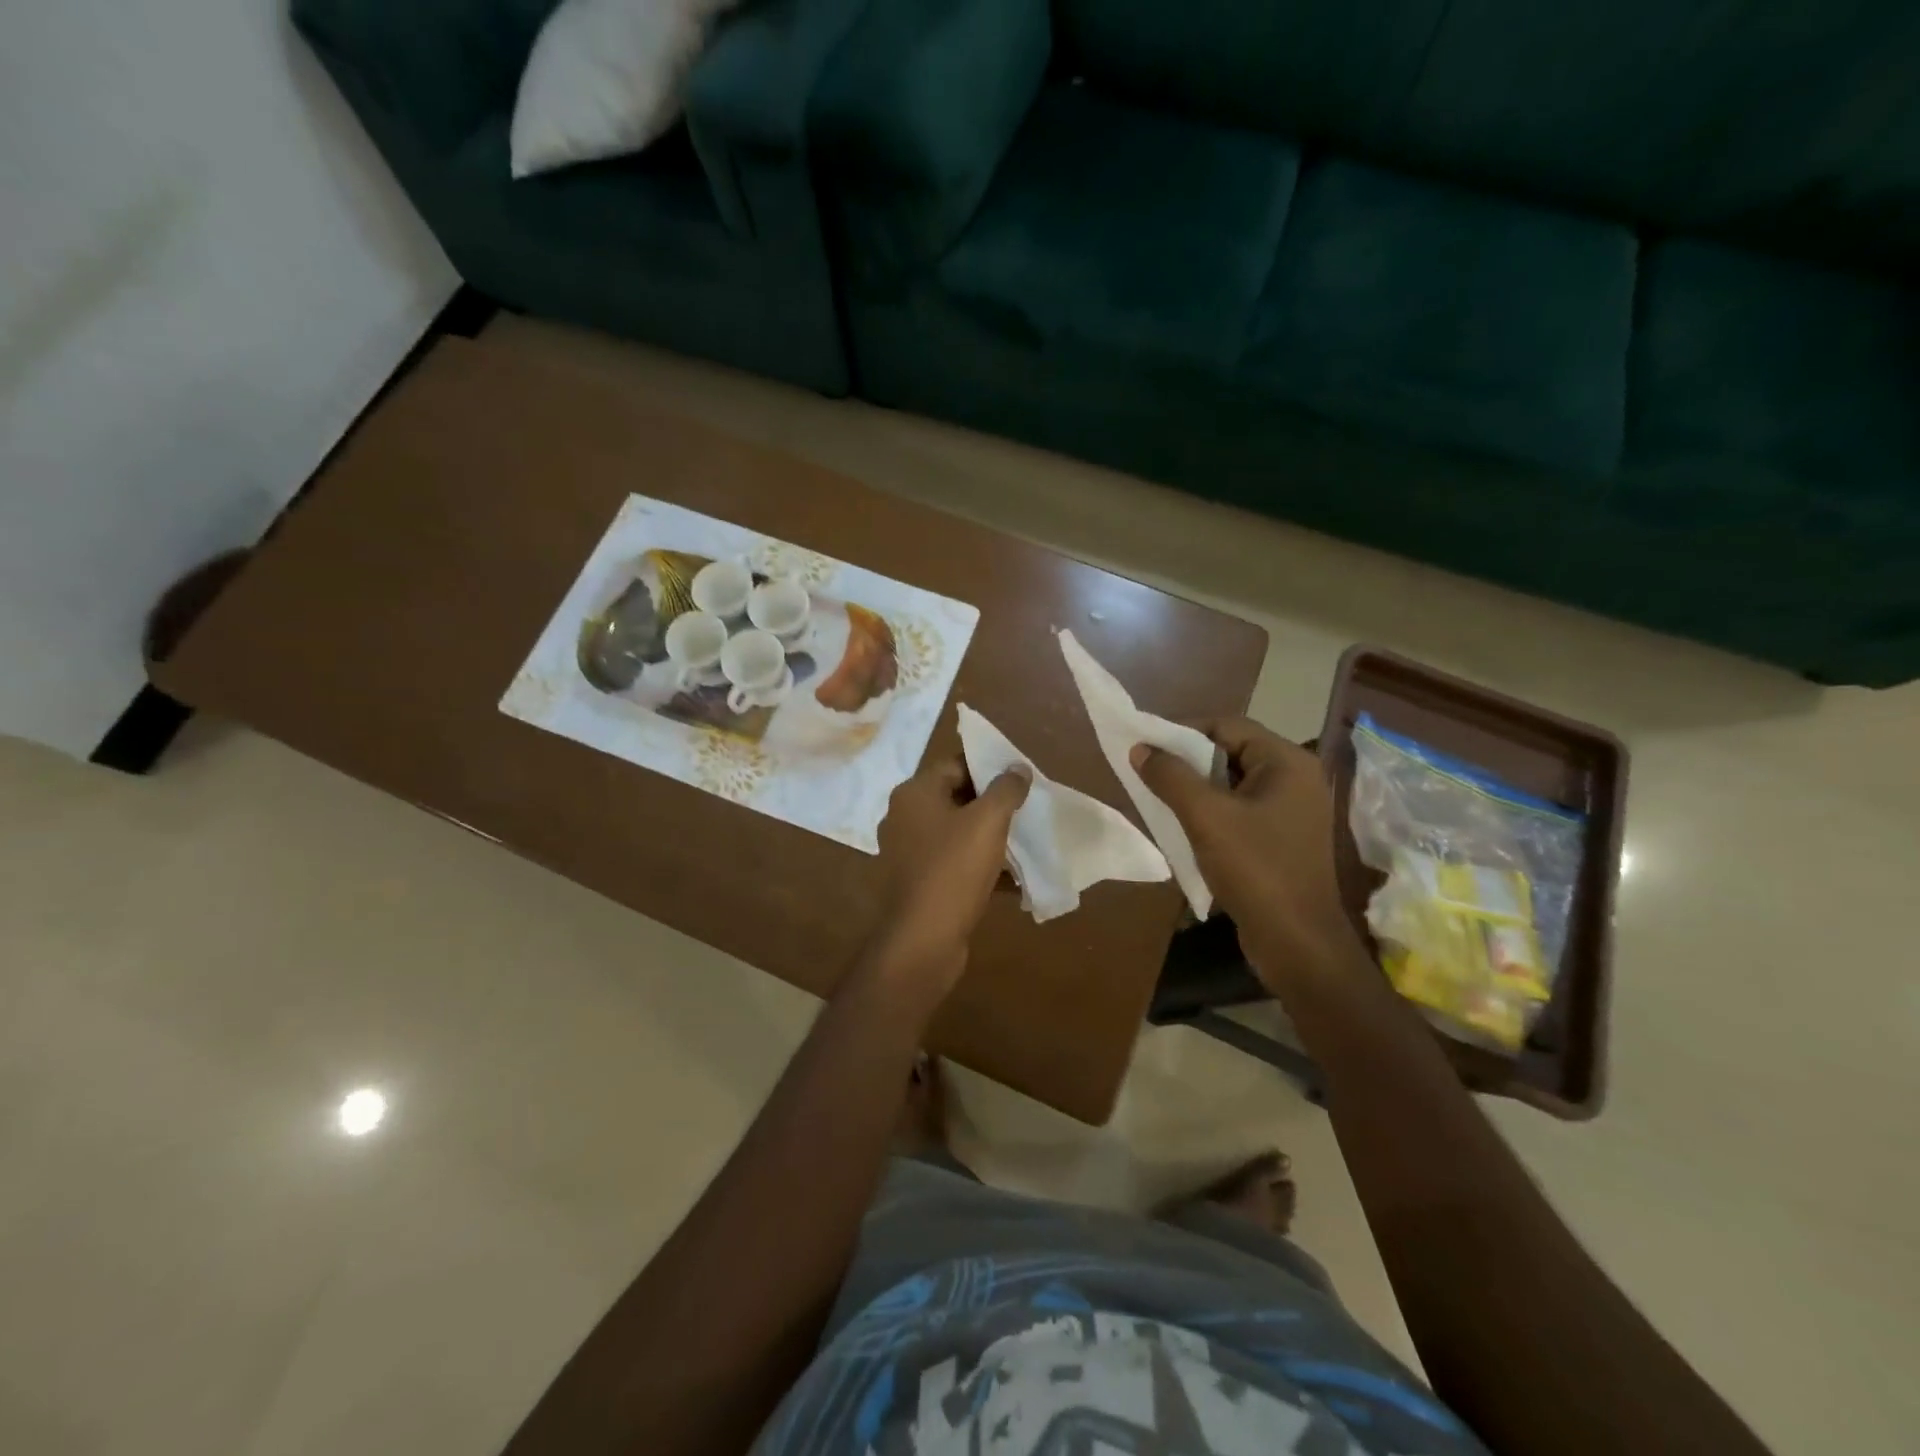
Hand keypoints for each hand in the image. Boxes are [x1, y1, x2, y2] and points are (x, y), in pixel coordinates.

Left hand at [870, 754, 1030, 994]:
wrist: (922, 941)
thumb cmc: (953, 870)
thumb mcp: (988, 822)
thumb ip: (1006, 789)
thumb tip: (1017, 768)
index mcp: (914, 794)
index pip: (954, 764)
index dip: (988, 767)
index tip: (1019, 778)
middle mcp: (904, 818)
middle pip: (955, 798)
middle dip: (992, 804)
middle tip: (1026, 809)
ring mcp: (907, 853)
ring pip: (956, 834)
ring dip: (988, 838)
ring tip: (1023, 843)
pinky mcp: (917, 883)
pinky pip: (953, 864)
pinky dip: (979, 867)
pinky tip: (1010, 880)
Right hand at [1130, 718, 1359, 981]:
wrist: (1297, 943)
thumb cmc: (1256, 870)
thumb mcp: (1206, 818)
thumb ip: (1170, 777)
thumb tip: (1140, 748)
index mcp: (1287, 762)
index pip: (1227, 725)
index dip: (1183, 731)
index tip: (1147, 747)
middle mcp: (1295, 778)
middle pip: (1231, 751)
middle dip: (1187, 761)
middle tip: (1150, 773)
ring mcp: (1292, 810)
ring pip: (1233, 783)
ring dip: (1196, 788)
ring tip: (1160, 798)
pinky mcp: (1283, 837)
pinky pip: (1241, 809)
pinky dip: (1212, 811)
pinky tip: (1184, 826)